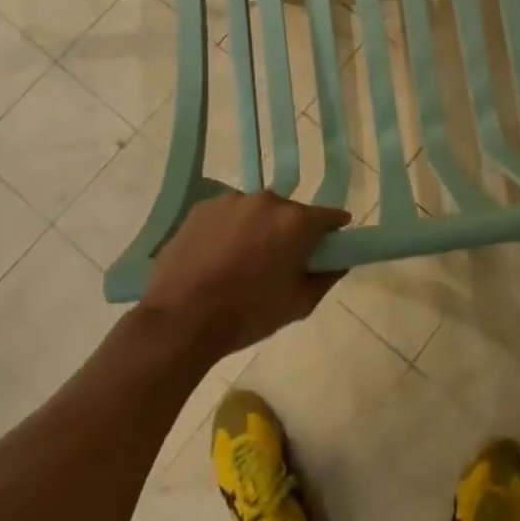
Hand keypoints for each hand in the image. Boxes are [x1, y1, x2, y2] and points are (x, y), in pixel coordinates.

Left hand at [138, 191, 350, 361]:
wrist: (181, 319)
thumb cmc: (248, 313)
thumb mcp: (299, 304)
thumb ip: (326, 277)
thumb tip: (338, 261)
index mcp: (296, 222)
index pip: (329, 216)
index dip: (334, 230)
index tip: (330, 244)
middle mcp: (267, 201)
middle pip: (290, 213)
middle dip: (291, 232)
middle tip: (280, 262)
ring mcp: (231, 201)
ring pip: (256, 212)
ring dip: (258, 229)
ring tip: (242, 261)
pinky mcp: (202, 208)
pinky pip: (227, 216)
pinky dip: (229, 230)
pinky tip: (217, 257)